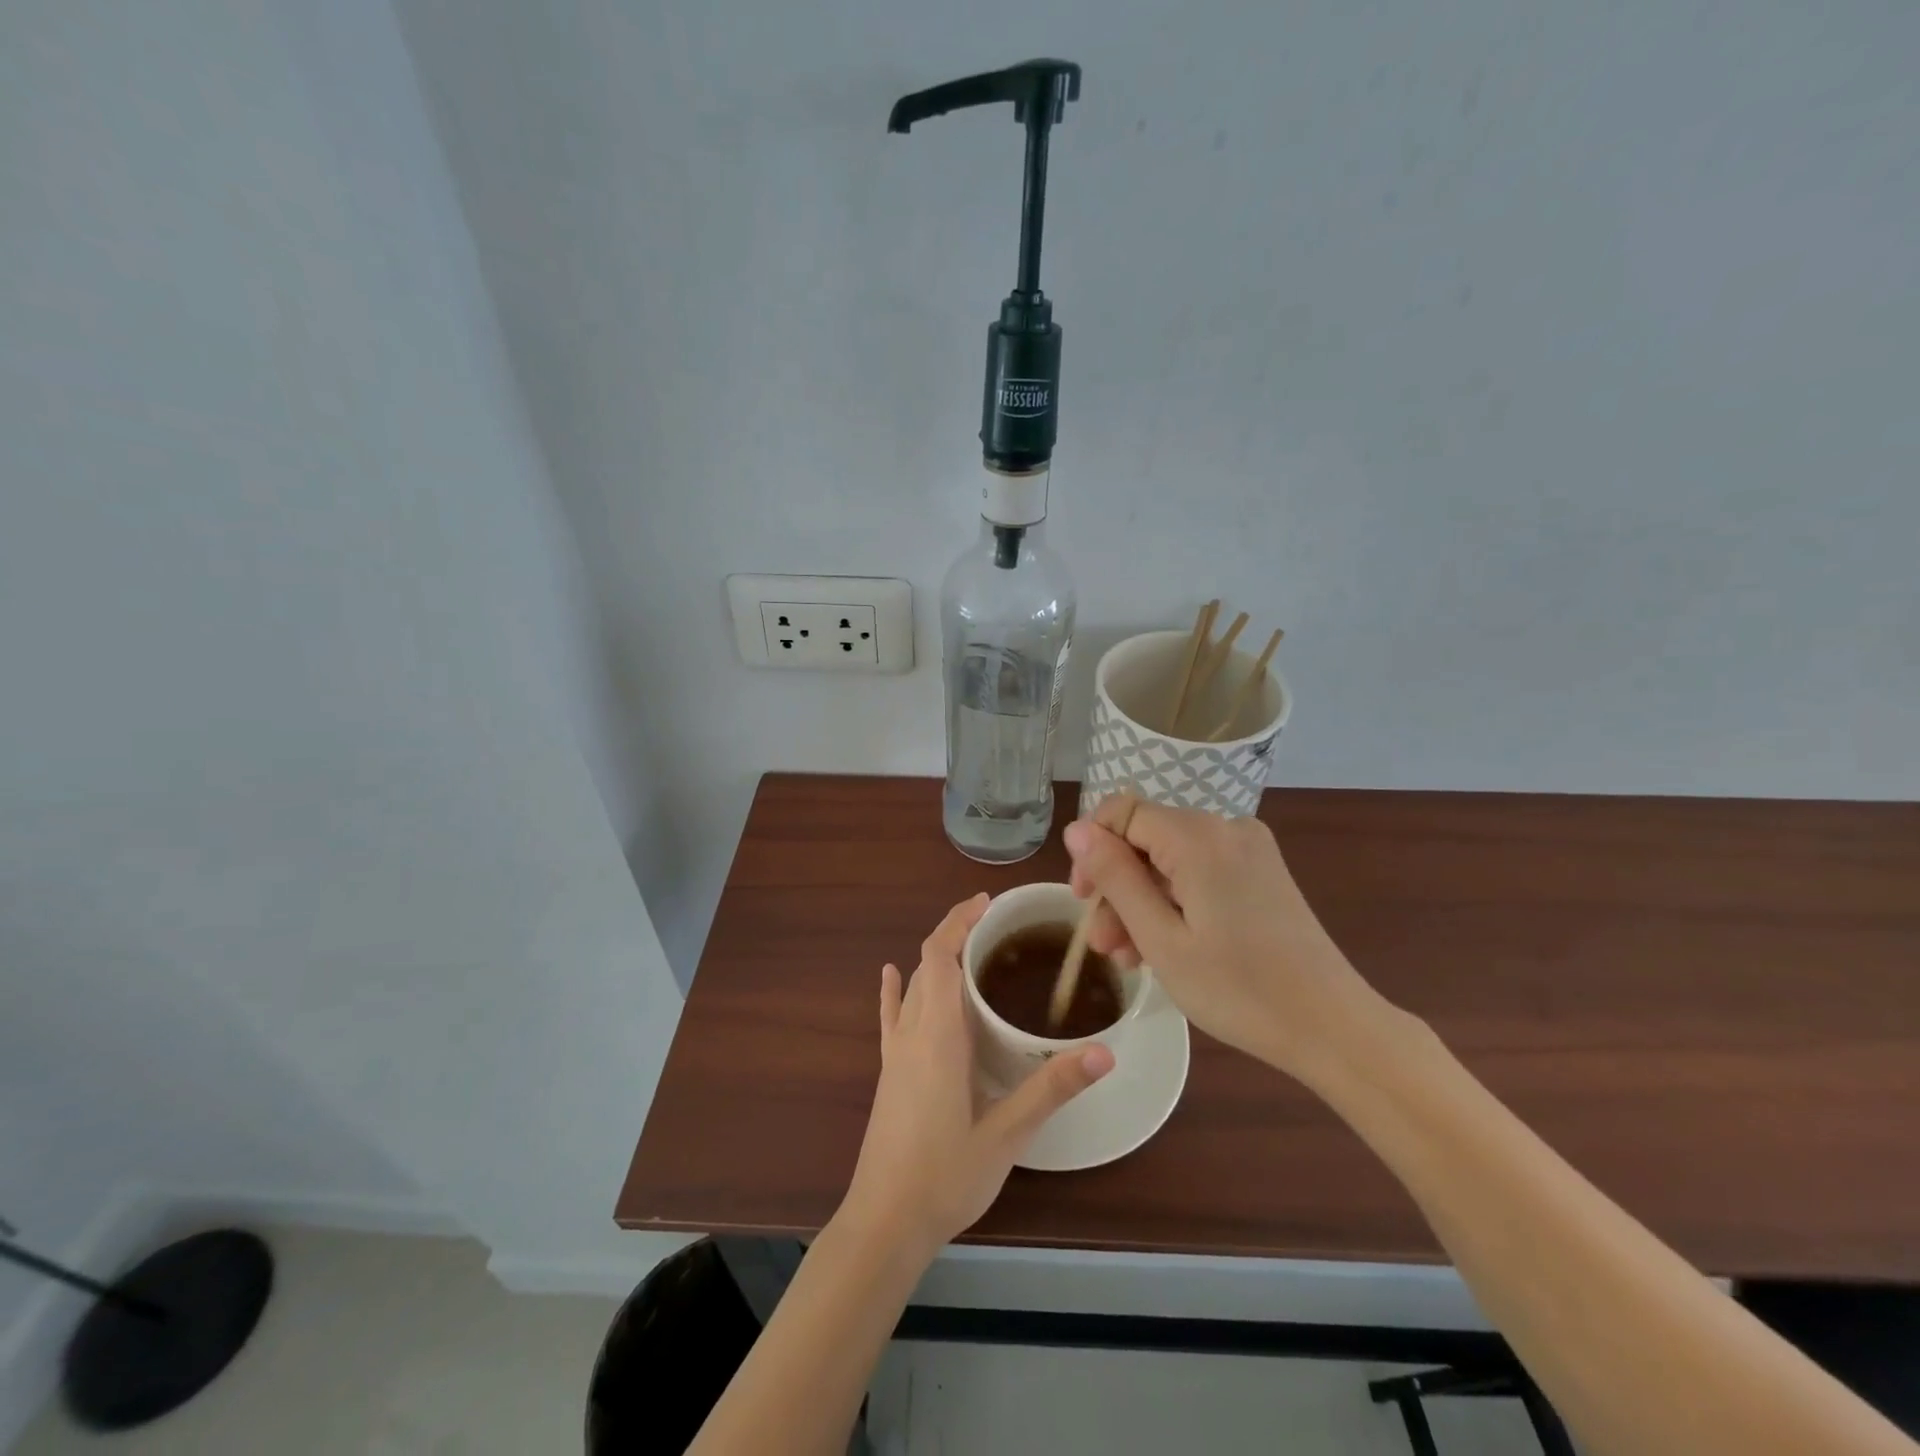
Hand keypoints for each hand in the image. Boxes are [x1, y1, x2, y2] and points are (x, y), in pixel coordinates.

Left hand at [840, 893, 1113, 1260]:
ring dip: (937, 958)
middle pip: (927, 963)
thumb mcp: (1007, 1134)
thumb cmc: (946, 1176)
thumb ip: (1052, 1089)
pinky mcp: (889, 1072)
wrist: (885, 1223)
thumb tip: (1104, 1052)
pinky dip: (894, 989)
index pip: (939, 955)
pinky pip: (891, 1016)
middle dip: (955, 933)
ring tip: (971, 947)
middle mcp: (912, 1032)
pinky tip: (891, 974)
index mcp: (937, 1035)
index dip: (958, 921)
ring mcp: (896, 1052)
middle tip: (996, 925)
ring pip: (913, 986)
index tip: (987, 903)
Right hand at [1064, 797, 1386, 1084]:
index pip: (1122, 812)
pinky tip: (1163, 946)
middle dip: (1117, 886)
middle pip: (1146, 839)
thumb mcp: (1161, 939)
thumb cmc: (1240, 990)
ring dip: (1142, 900)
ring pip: (1170, 858)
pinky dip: (1174, 901)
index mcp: (1199, 837)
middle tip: (1104, 945)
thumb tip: (1076, 830)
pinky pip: (1199, 871)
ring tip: (1129, 958)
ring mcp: (1249, 848)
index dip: (1092, 850)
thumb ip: (1115, 877)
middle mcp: (1225, 827)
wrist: (1333, 1027)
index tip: (1082, 900)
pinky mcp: (1261, 871)